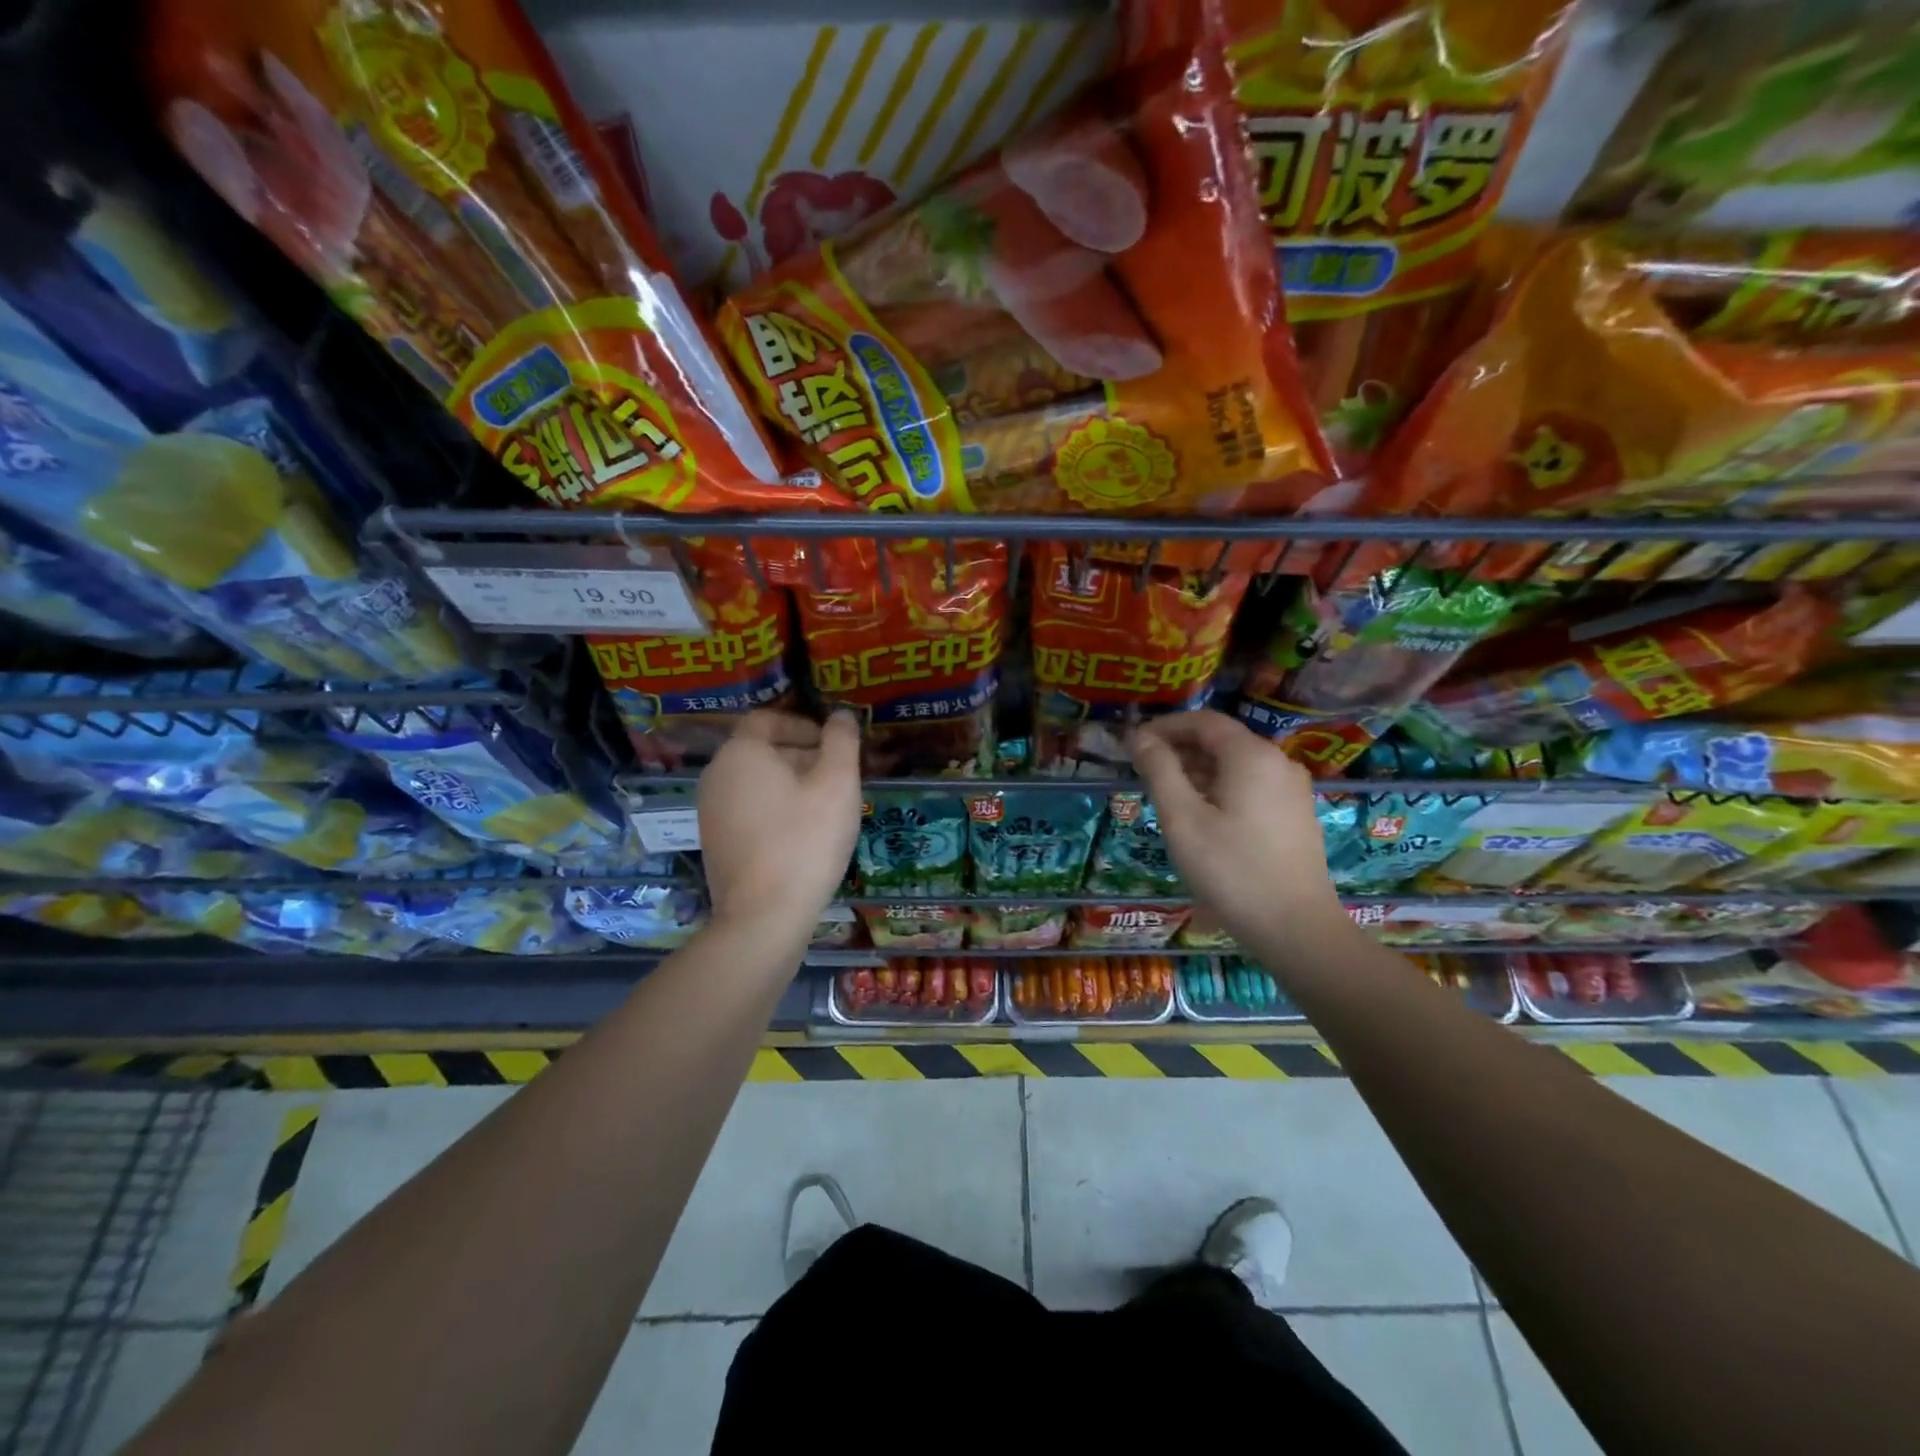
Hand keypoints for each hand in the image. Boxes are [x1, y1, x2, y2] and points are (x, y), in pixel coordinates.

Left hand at [699, 710, 861, 938]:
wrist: (764, 917)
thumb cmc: (805, 841)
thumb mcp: (838, 784)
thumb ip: (842, 741)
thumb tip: (843, 715)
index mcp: (741, 753)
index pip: (768, 719)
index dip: (804, 725)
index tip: (834, 745)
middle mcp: (716, 775)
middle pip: (761, 750)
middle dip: (802, 755)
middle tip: (839, 777)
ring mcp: (710, 811)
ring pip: (756, 782)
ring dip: (791, 784)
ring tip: (826, 806)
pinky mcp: (715, 842)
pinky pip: (748, 809)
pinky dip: (775, 809)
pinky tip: (803, 834)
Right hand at [1131, 710, 1342, 944]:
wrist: (1295, 927)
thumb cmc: (1231, 870)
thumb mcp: (1182, 819)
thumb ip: (1160, 771)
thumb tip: (1141, 739)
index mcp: (1251, 756)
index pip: (1204, 722)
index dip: (1166, 727)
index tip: (1134, 744)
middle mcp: (1278, 762)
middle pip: (1222, 741)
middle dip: (1180, 749)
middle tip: (1144, 772)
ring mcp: (1292, 789)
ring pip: (1236, 765)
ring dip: (1198, 770)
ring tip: (1166, 795)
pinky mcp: (1295, 814)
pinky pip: (1252, 786)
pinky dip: (1220, 788)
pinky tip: (1201, 816)